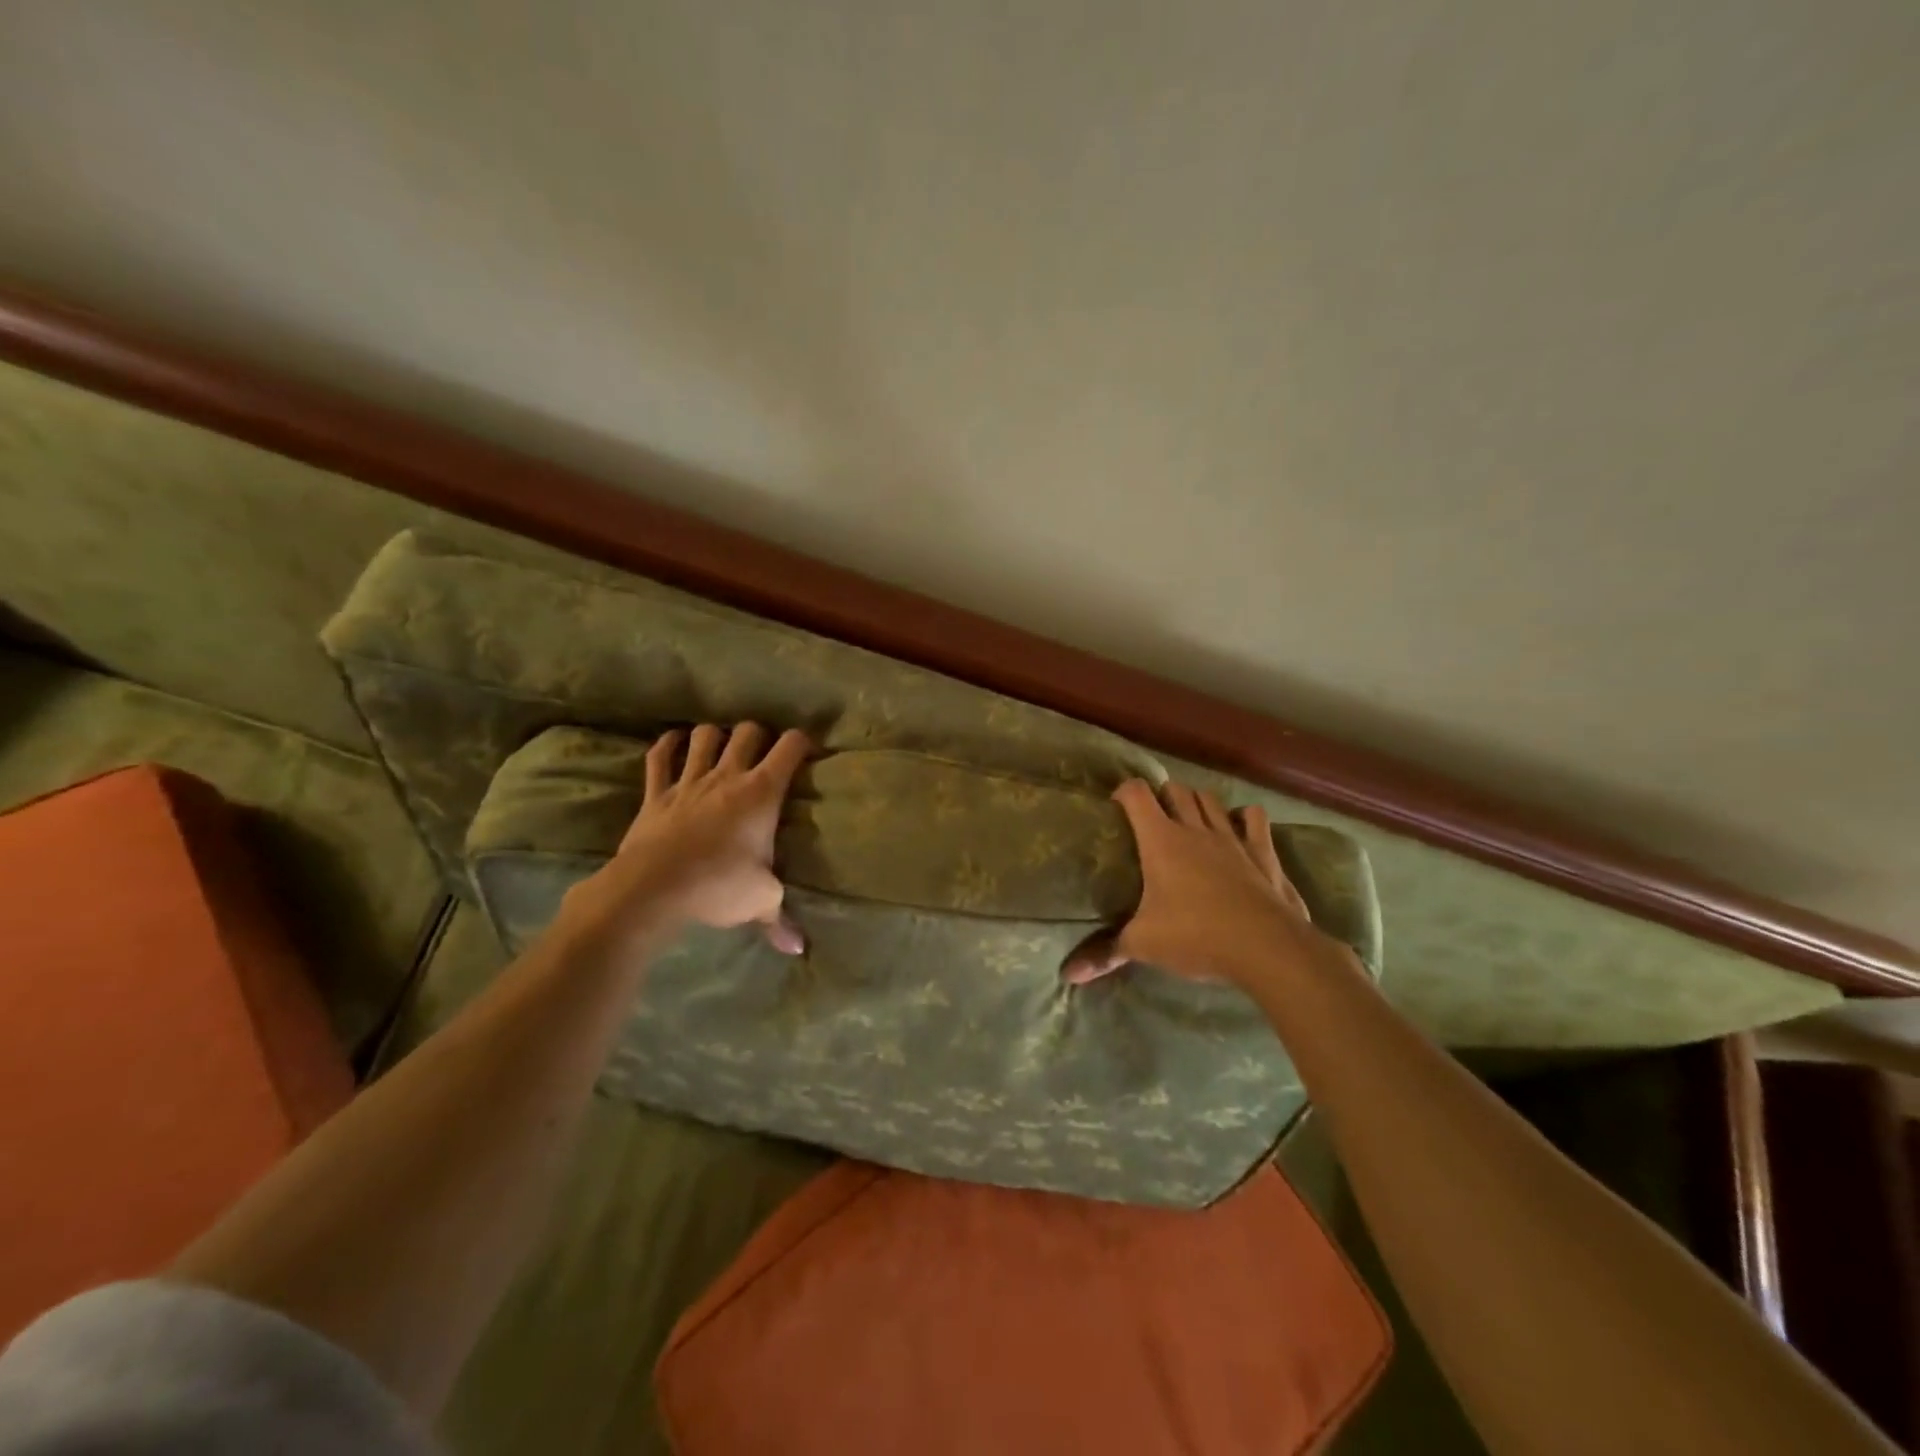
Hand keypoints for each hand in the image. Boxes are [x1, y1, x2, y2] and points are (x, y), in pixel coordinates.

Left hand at [561, 722, 812, 954]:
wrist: (653, 888)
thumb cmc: (718, 886)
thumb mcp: (760, 901)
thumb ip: (779, 918)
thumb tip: (798, 948)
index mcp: (762, 792)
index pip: (791, 747)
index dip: (804, 742)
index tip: (809, 752)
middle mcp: (728, 775)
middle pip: (749, 732)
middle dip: (760, 735)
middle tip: (763, 754)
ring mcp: (689, 780)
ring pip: (705, 736)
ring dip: (716, 736)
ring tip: (722, 747)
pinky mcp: (656, 792)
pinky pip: (660, 756)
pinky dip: (668, 744)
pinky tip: (675, 742)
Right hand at [1064, 779, 1325, 988]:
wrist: (1266, 947)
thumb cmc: (1196, 936)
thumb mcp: (1143, 945)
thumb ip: (1106, 953)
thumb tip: (1069, 974)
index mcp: (1161, 840)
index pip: (1136, 794)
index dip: (1124, 792)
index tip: (1116, 806)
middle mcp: (1195, 829)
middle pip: (1176, 789)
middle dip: (1162, 796)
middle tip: (1153, 819)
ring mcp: (1232, 837)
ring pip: (1211, 799)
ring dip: (1198, 803)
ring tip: (1190, 820)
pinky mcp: (1262, 851)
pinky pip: (1253, 817)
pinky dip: (1244, 817)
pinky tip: (1239, 828)